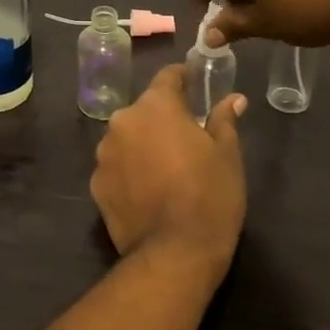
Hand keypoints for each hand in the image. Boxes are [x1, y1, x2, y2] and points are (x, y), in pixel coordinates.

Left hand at [89, 65, 247, 278]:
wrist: (174, 253)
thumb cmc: (209, 196)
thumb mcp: (227, 155)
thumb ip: (224, 120)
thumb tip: (233, 99)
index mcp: (155, 107)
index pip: (167, 77)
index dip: (182, 78)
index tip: (193, 84)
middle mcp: (123, 122)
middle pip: (144, 110)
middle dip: (162, 118)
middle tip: (185, 137)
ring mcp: (104, 154)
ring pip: (127, 138)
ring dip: (143, 144)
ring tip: (165, 168)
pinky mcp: (96, 184)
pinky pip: (116, 166)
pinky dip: (129, 171)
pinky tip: (147, 191)